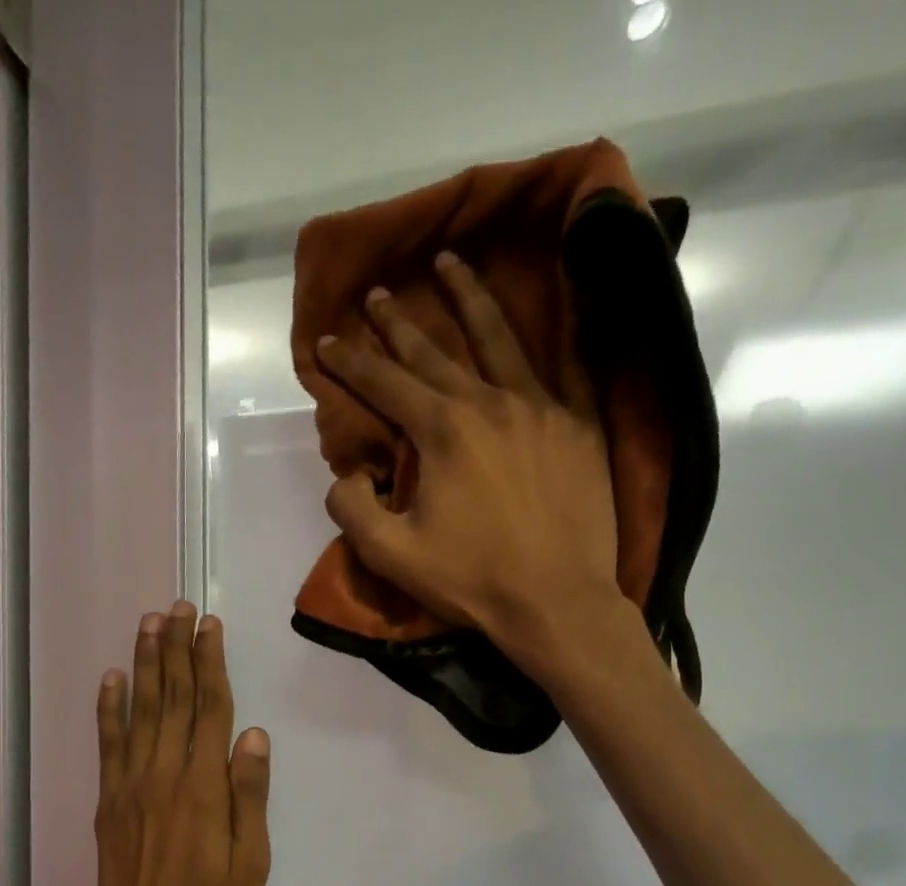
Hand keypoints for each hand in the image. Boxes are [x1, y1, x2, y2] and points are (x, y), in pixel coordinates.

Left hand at [85, 602, 270, 885]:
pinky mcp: (109, 802)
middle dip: (176, 649)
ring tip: (149, 624)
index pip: (209, 710)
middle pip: (172, 699)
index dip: (210, 664)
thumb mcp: (251, 864)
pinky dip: (108, 708)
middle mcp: (164, 775)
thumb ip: (250, 797)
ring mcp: (130, 786)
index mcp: (204, 788)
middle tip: (178, 607)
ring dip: (144, 664)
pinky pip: (108, 744)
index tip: (210, 626)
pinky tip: (110, 679)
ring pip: (139, 711)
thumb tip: (255, 736)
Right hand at [316, 253, 631, 671]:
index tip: (327, 340)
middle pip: (434, 352)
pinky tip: (544, 308)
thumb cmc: (472, 581)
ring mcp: (539, 408)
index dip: (351, 362)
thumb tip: (346, 473)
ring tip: (451, 264)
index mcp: (442, 431)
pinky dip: (550, 332)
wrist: (557, 601)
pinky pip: (563, 364)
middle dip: (398, 323)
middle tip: (378, 294)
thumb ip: (354, 509)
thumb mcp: (393, 556)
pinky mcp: (578, 425)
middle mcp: (488, 403)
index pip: (386, 384)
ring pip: (498, 338)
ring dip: (468, 298)